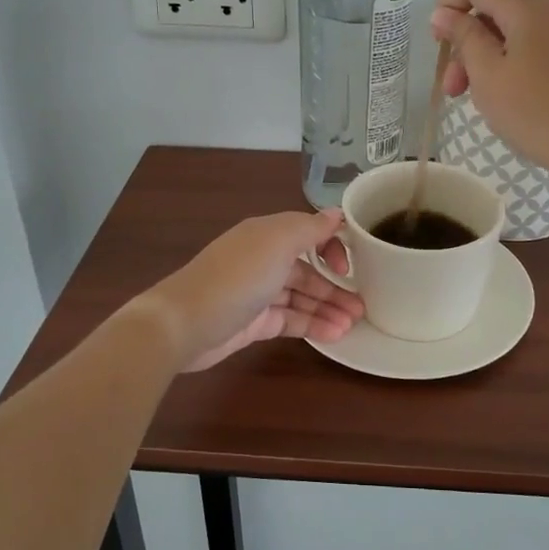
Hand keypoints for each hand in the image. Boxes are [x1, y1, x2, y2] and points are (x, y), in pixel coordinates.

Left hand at [139, 210, 362, 371]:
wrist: (185, 323)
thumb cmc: (236, 277)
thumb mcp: (277, 242)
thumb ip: (310, 228)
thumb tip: (336, 214)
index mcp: (267, 234)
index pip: (308, 233)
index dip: (331, 246)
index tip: (349, 266)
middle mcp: (263, 260)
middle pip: (307, 269)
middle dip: (336, 285)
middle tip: (363, 306)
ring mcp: (258, 293)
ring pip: (301, 297)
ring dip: (328, 308)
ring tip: (355, 324)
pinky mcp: (254, 323)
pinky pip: (290, 320)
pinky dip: (312, 325)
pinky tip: (335, 335)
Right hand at [431, 0, 548, 206]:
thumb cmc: (539, 115)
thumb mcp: (489, 78)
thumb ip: (464, 38)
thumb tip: (445, 13)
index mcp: (530, 5)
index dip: (448, 3)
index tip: (436, 40)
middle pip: (499, 7)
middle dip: (469, 41)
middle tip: (454, 88)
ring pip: (521, 25)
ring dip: (493, 52)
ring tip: (482, 96)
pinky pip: (545, 39)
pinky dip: (521, 56)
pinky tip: (517, 91)